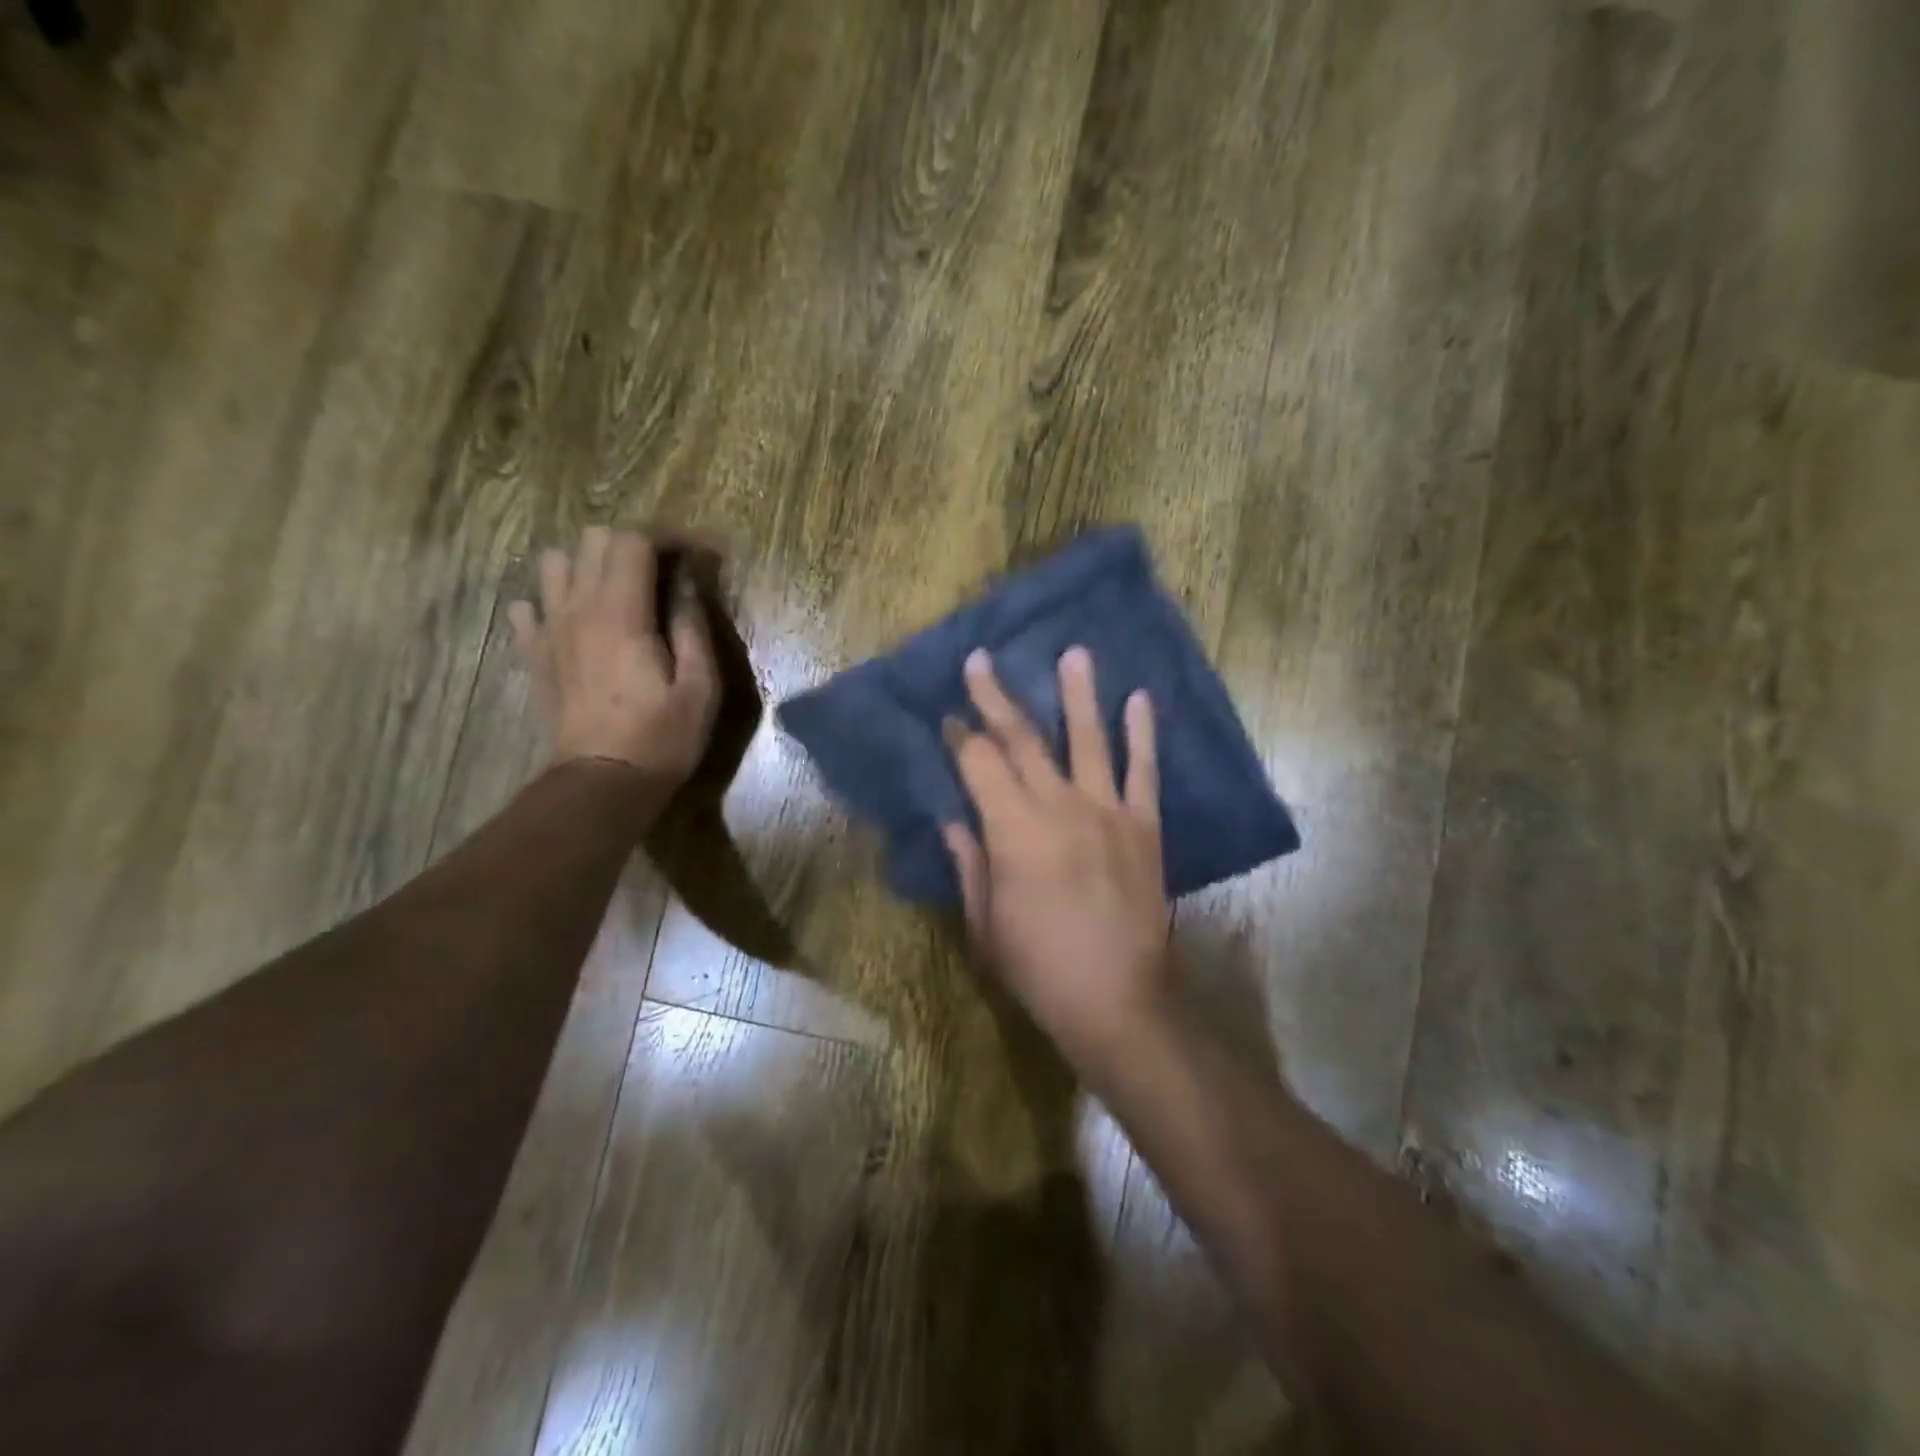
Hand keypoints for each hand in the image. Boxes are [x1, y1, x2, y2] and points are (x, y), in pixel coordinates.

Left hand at [508, 526, 718, 789]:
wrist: (602, 783)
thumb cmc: (662, 738)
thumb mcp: (701, 687)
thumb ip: (693, 628)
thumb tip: (687, 586)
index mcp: (622, 614)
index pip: (634, 541)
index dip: (668, 538)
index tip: (696, 555)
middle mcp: (578, 609)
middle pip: (593, 540)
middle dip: (632, 544)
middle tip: (663, 572)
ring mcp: (549, 631)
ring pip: (554, 564)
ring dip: (588, 566)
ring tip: (618, 592)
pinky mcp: (534, 655)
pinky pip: (527, 608)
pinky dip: (551, 602)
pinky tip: (574, 622)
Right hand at [942, 646, 1171, 1073]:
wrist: (1119, 1001)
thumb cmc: (1039, 968)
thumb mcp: (985, 924)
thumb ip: (969, 864)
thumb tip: (953, 821)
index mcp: (1013, 831)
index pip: (979, 765)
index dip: (960, 738)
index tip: (948, 717)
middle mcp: (1059, 807)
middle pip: (1023, 740)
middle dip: (997, 698)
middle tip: (981, 661)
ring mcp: (1107, 812)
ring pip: (1089, 739)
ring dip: (1079, 694)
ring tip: (1075, 653)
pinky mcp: (1144, 826)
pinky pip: (1144, 771)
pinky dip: (1142, 734)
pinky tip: (1140, 700)